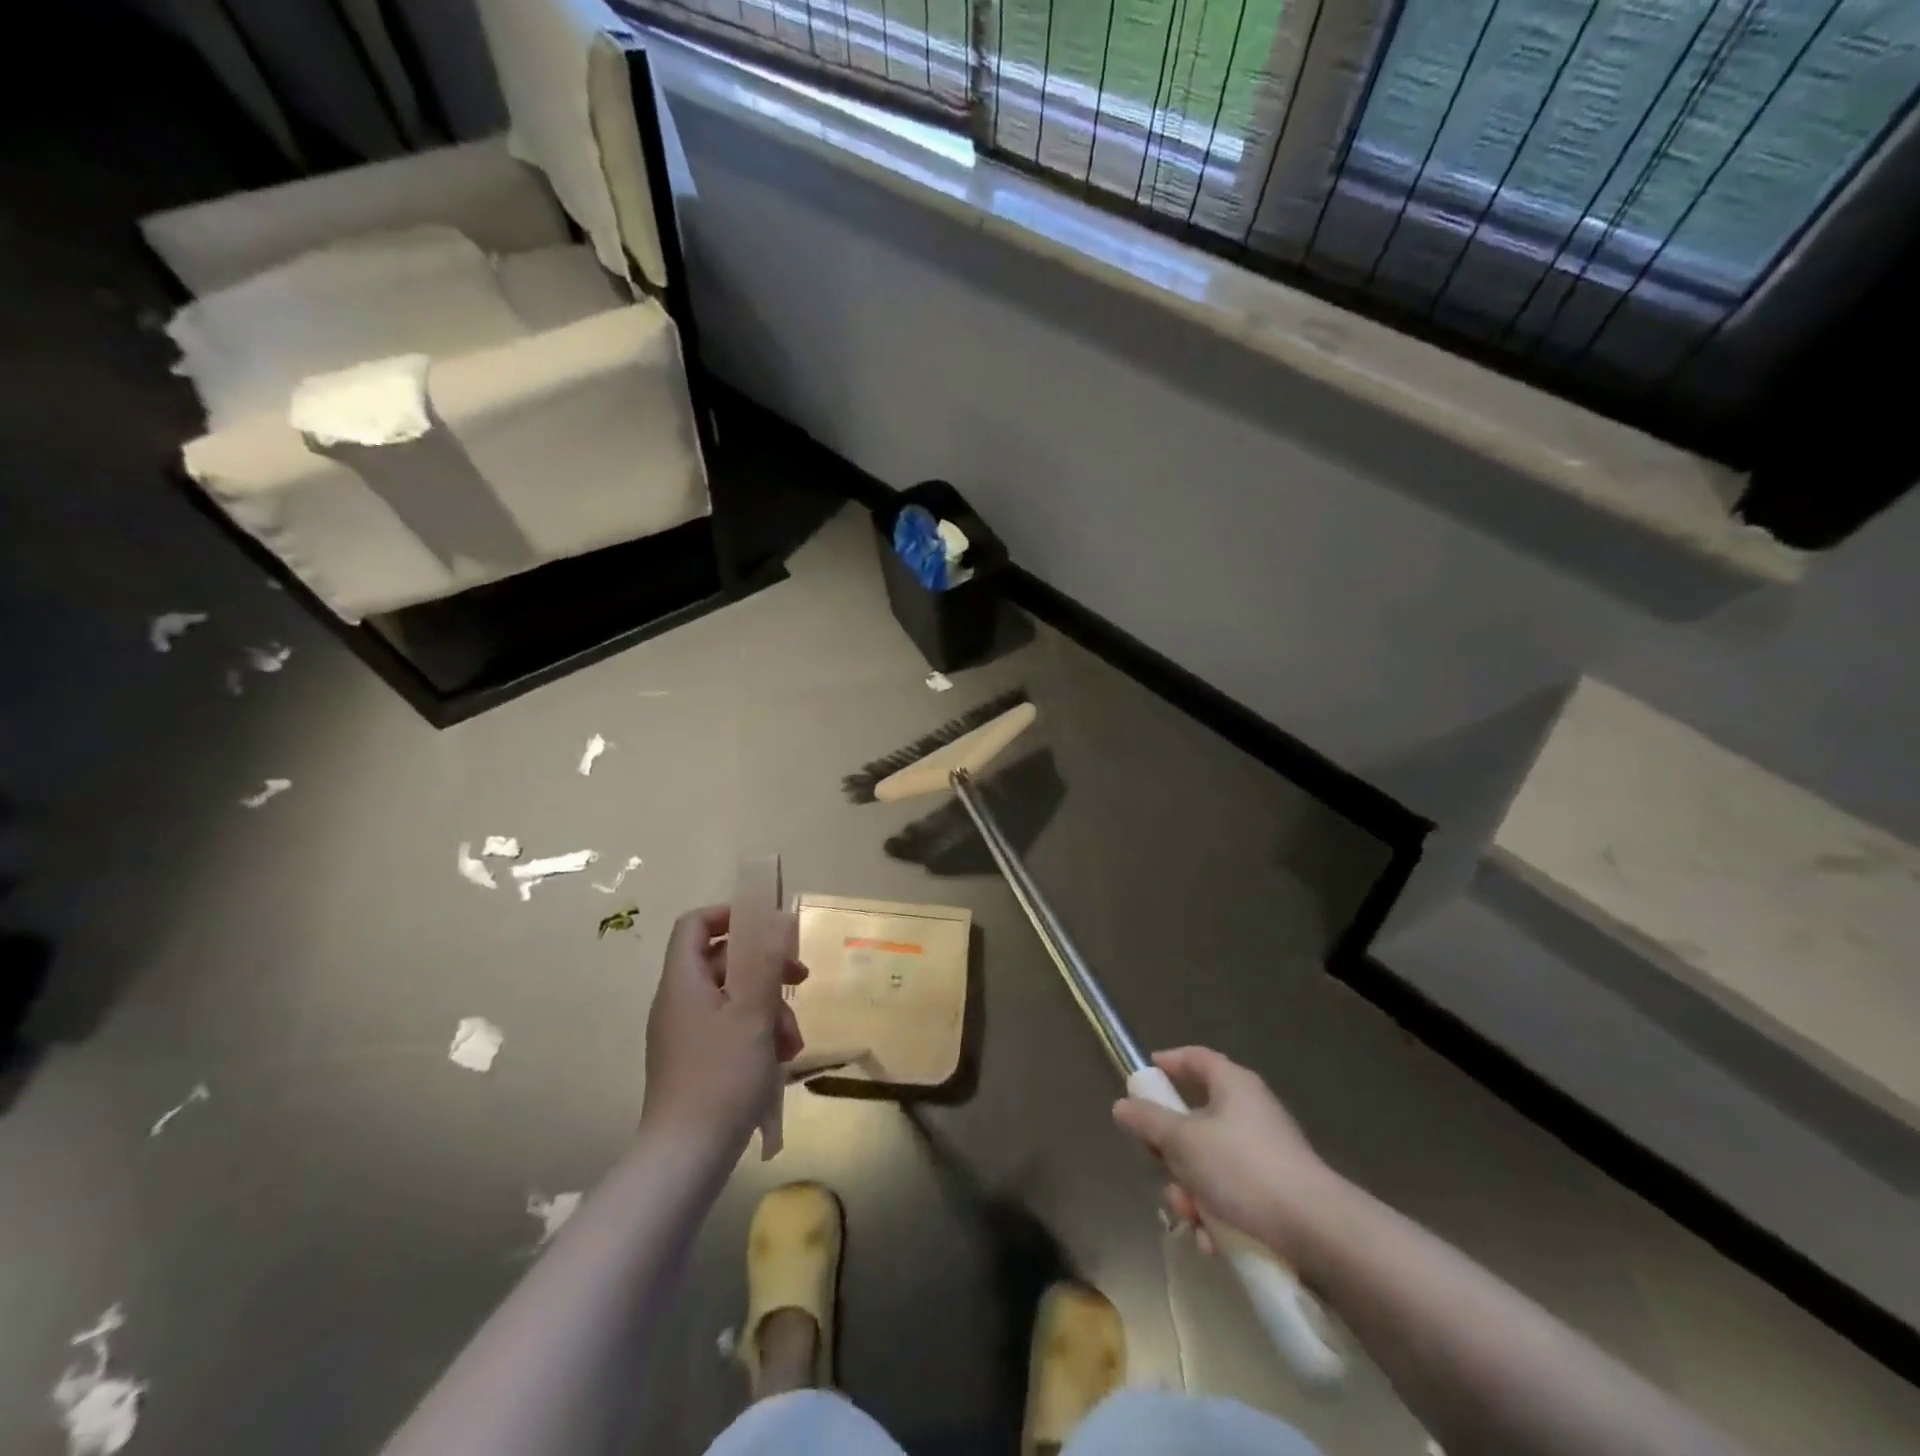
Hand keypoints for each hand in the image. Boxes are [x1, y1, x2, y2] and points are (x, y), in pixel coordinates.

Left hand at [641, 905, 807, 1153]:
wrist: (687, 1157)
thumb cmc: (721, 1075)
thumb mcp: (754, 1012)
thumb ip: (767, 961)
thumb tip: (779, 919)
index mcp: (683, 982)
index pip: (695, 924)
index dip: (730, 915)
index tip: (769, 927)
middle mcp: (679, 1001)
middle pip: (723, 960)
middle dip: (766, 968)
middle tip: (799, 978)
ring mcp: (686, 1033)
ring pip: (734, 997)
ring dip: (769, 1006)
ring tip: (793, 1038)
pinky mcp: (696, 1061)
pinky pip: (730, 1027)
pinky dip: (758, 1032)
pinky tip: (781, 1058)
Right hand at [1112, 1046, 1345, 1261]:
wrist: (1318, 1234)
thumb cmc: (1243, 1170)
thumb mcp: (1184, 1142)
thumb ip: (1149, 1121)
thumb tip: (1122, 1105)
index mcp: (1233, 1085)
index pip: (1196, 1058)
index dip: (1169, 1063)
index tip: (1144, 1077)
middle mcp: (1251, 1112)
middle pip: (1195, 1120)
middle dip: (1172, 1152)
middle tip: (1160, 1169)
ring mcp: (1266, 1155)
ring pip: (1210, 1165)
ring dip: (1192, 1192)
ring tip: (1191, 1219)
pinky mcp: (1277, 1196)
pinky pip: (1233, 1197)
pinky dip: (1218, 1217)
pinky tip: (1214, 1243)